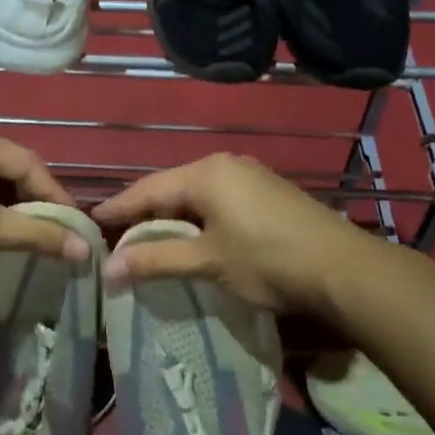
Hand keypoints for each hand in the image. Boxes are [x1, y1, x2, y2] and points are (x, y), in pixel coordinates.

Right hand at [91, 153, 371, 315]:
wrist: (342, 268)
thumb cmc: (267, 260)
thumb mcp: (208, 262)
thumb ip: (157, 260)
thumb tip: (109, 269)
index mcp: (205, 173)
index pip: (149, 189)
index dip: (120, 207)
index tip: (93, 220)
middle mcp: (225, 164)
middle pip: (173, 187)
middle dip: (146, 212)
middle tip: (119, 235)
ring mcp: (250, 175)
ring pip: (197, 193)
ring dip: (174, 216)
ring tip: (152, 238)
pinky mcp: (268, 191)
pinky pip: (220, 198)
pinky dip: (200, 217)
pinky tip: (195, 236)